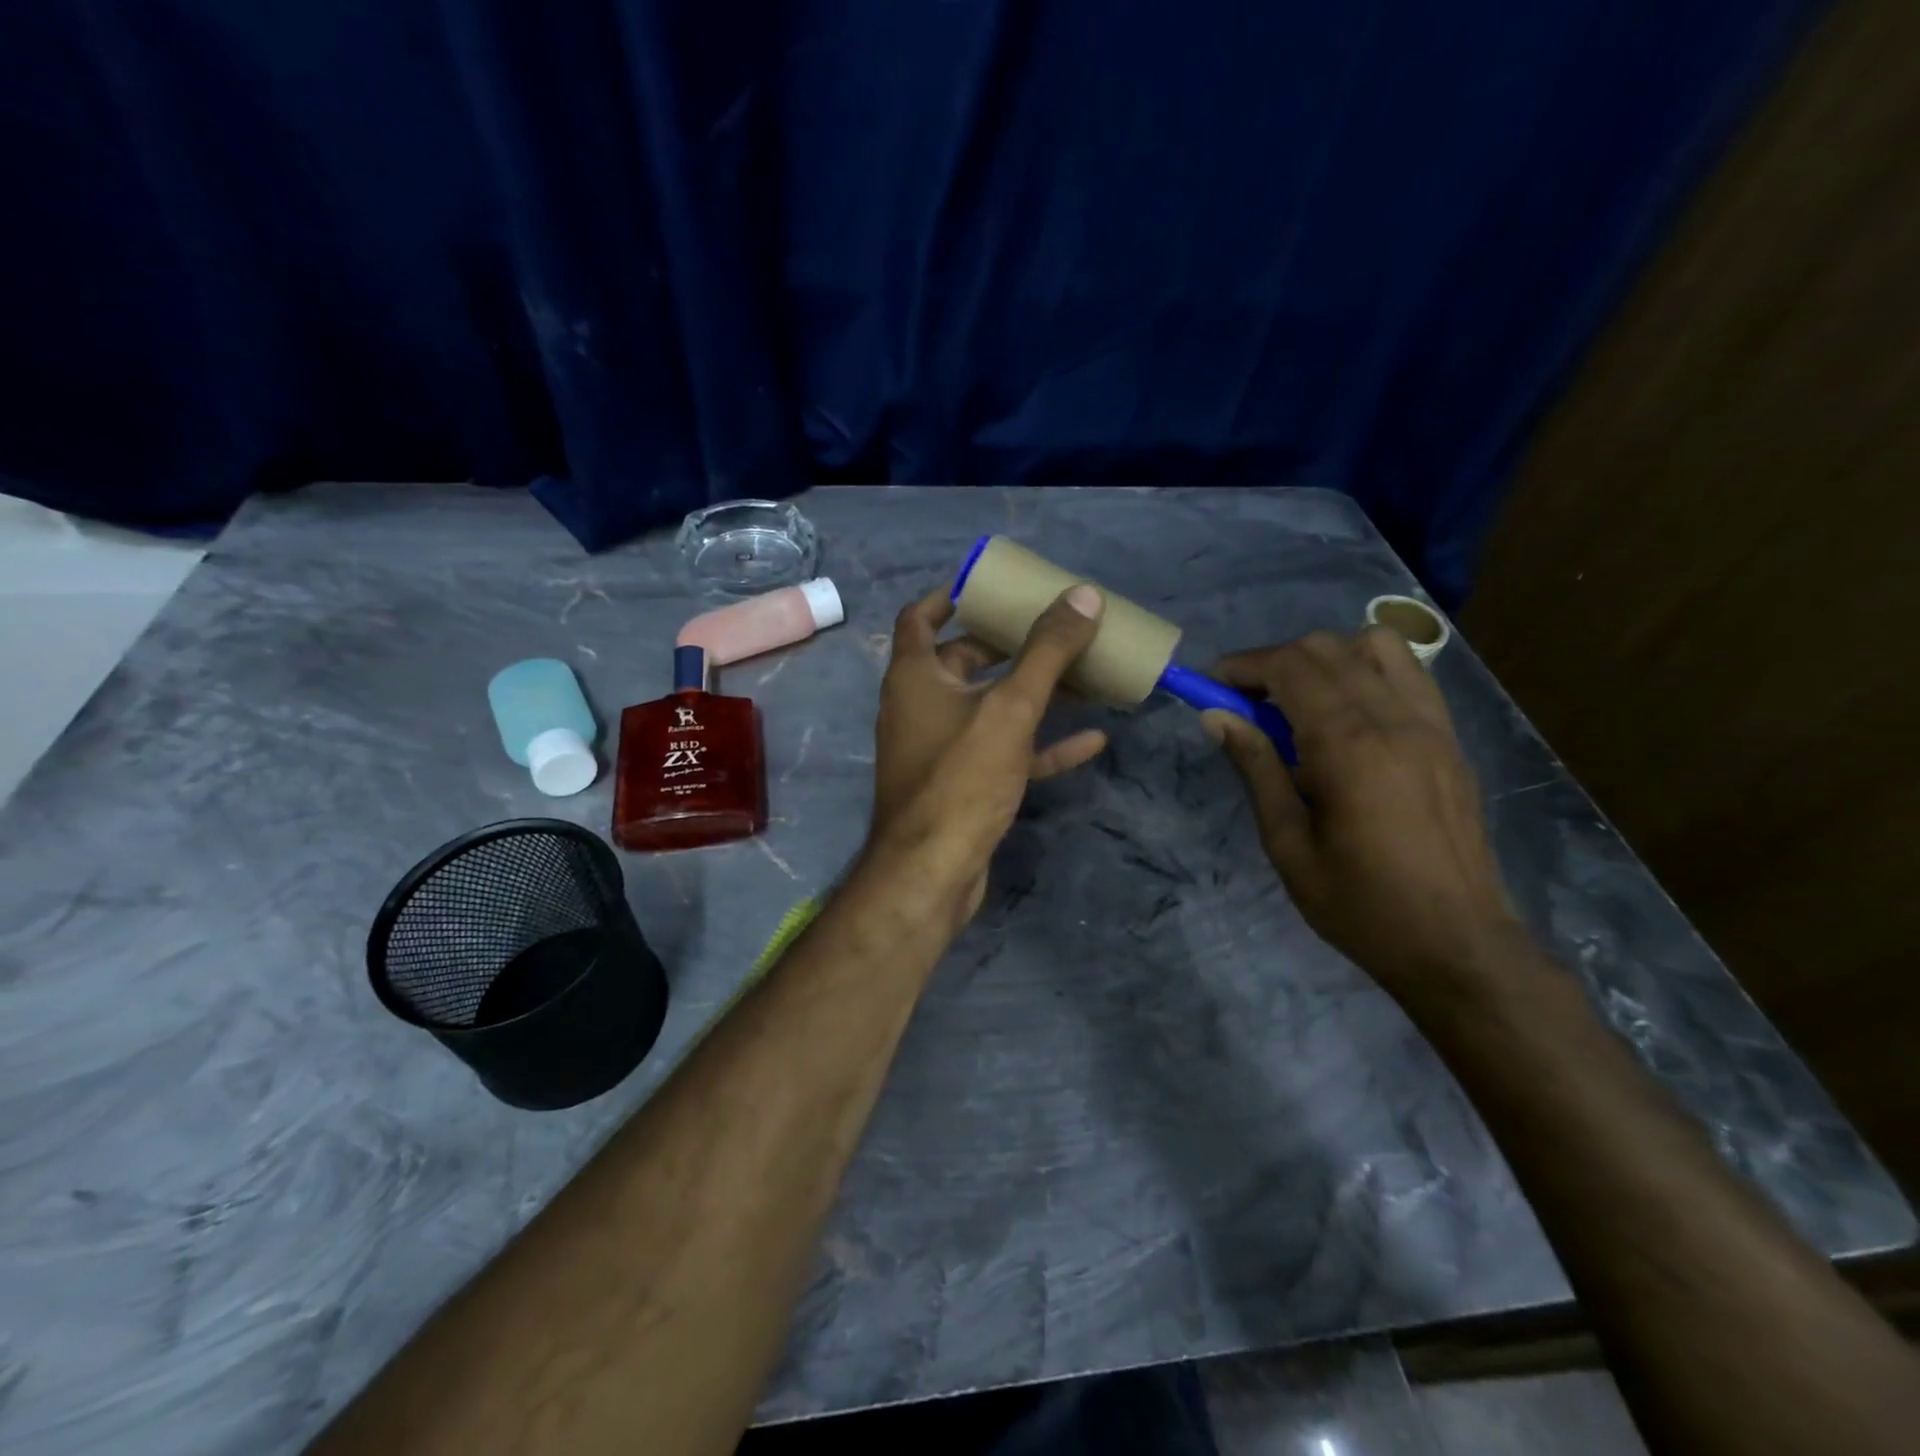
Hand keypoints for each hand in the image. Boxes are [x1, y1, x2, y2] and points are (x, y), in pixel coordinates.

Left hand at [864, 584, 1108, 920]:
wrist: (933, 872)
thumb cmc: (961, 777)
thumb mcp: (1010, 708)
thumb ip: (1047, 652)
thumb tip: (1084, 596)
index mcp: (915, 677)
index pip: (921, 618)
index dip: (951, 596)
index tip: (991, 586)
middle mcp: (921, 707)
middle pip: (964, 662)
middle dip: (1010, 645)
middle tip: (1055, 628)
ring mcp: (942, 749)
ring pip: (991, 708)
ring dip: (1034, 694)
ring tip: (1085, 677)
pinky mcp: (963, 785)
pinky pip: (1005, 752)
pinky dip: (1042, 744)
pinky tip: (1092, 739)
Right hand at [1203, 628, 1522, 1000]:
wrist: (1459, 946)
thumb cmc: (1360, 904)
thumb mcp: (1287, 844)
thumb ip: (1255, 768)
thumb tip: (1216, 716)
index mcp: (1348, 747)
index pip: (1290, 668)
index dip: (1243, 666)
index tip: (1212, 685)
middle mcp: (1393, 720)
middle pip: (1327, 648)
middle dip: (1275, 661)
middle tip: (1246, 702)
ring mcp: (1431, 725)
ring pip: (1374, 647)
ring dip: (1326, 658)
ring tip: (1300, 702)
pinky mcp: (1450, 739)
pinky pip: (1409, 674)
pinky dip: (1368, 671)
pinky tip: (1349, 713)